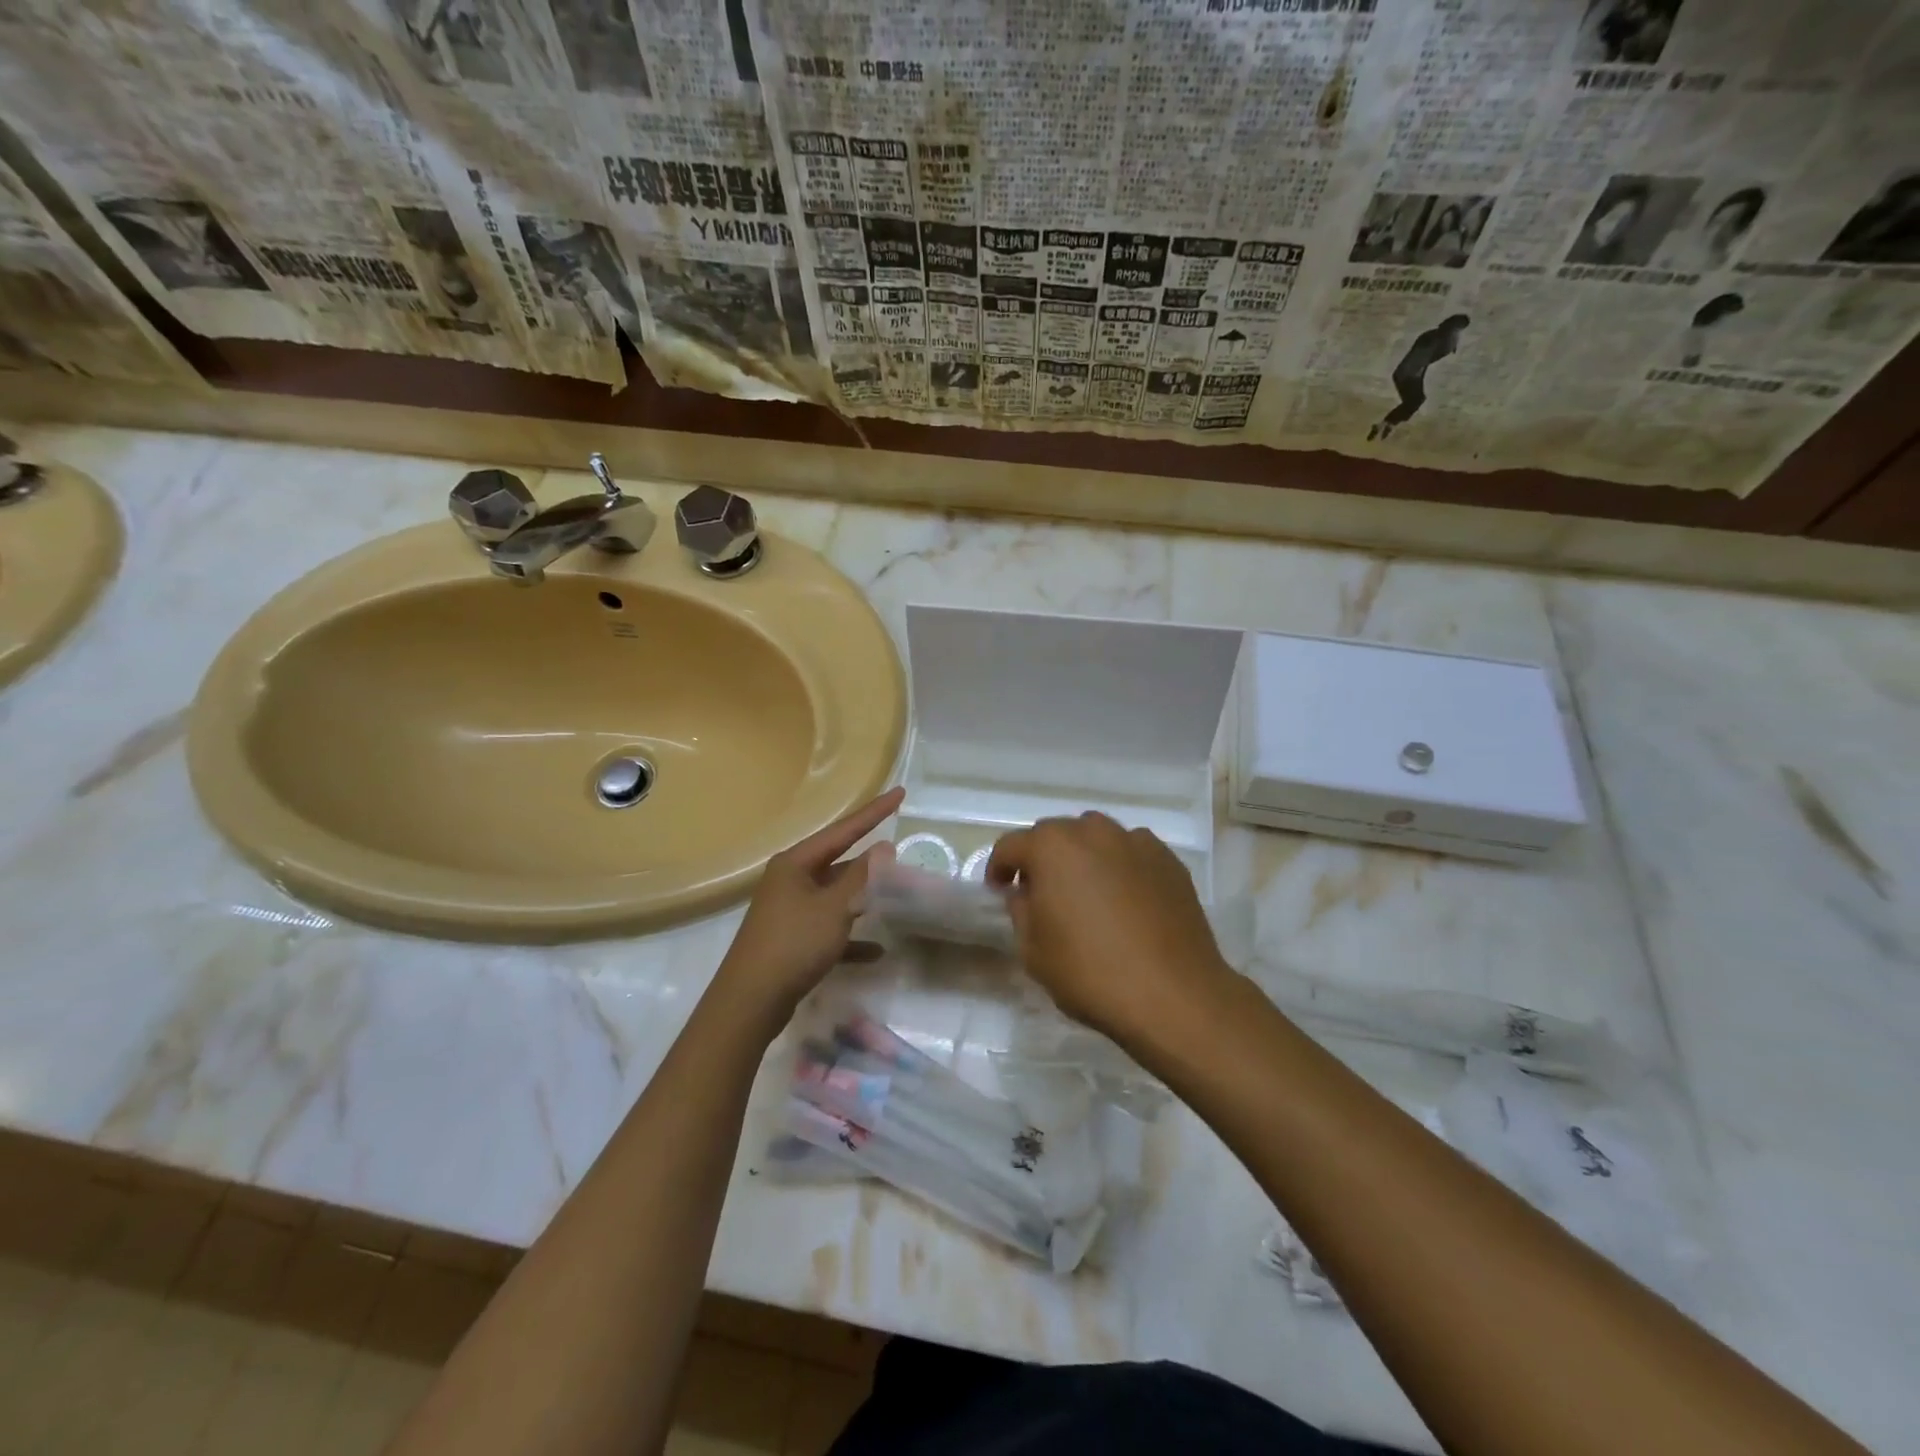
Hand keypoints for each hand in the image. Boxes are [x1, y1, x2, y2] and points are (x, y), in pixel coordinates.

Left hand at [715, 787, 903, 1030]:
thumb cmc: (793, 944)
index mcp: (795, 864)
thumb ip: (861, 877)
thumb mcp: (834, 907)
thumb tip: (884, 847)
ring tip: (896, 895)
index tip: (900, 793)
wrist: (750, 1002)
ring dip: (863, 898)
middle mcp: (790, 880)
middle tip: (900, 851)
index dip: (874, 812)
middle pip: (838, 862)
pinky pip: (829, 929)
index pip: (843, 830)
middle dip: (870, 861)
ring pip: (835, 896)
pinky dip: (851, 936)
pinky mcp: (792, 939)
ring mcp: (789, 911)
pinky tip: (877, 950)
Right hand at [987, 812, 1232, 1042]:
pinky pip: (1131, 854)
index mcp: (1052, 847)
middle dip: (1043, 859)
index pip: (1011, 846)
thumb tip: (1025, 893)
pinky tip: (1126, 902)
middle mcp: (1093, 831)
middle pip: (1055, 835)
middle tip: (1043, 895)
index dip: (999, 869)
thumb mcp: (1033, 950)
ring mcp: (1136, 842)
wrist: (1173, 995)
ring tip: (1088, 895)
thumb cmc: (1091, 973)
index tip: (1000, 892)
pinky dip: (1120, 867)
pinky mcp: (1168, 860)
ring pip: (1096, 839)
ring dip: (1083, 858)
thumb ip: (1021, 911)